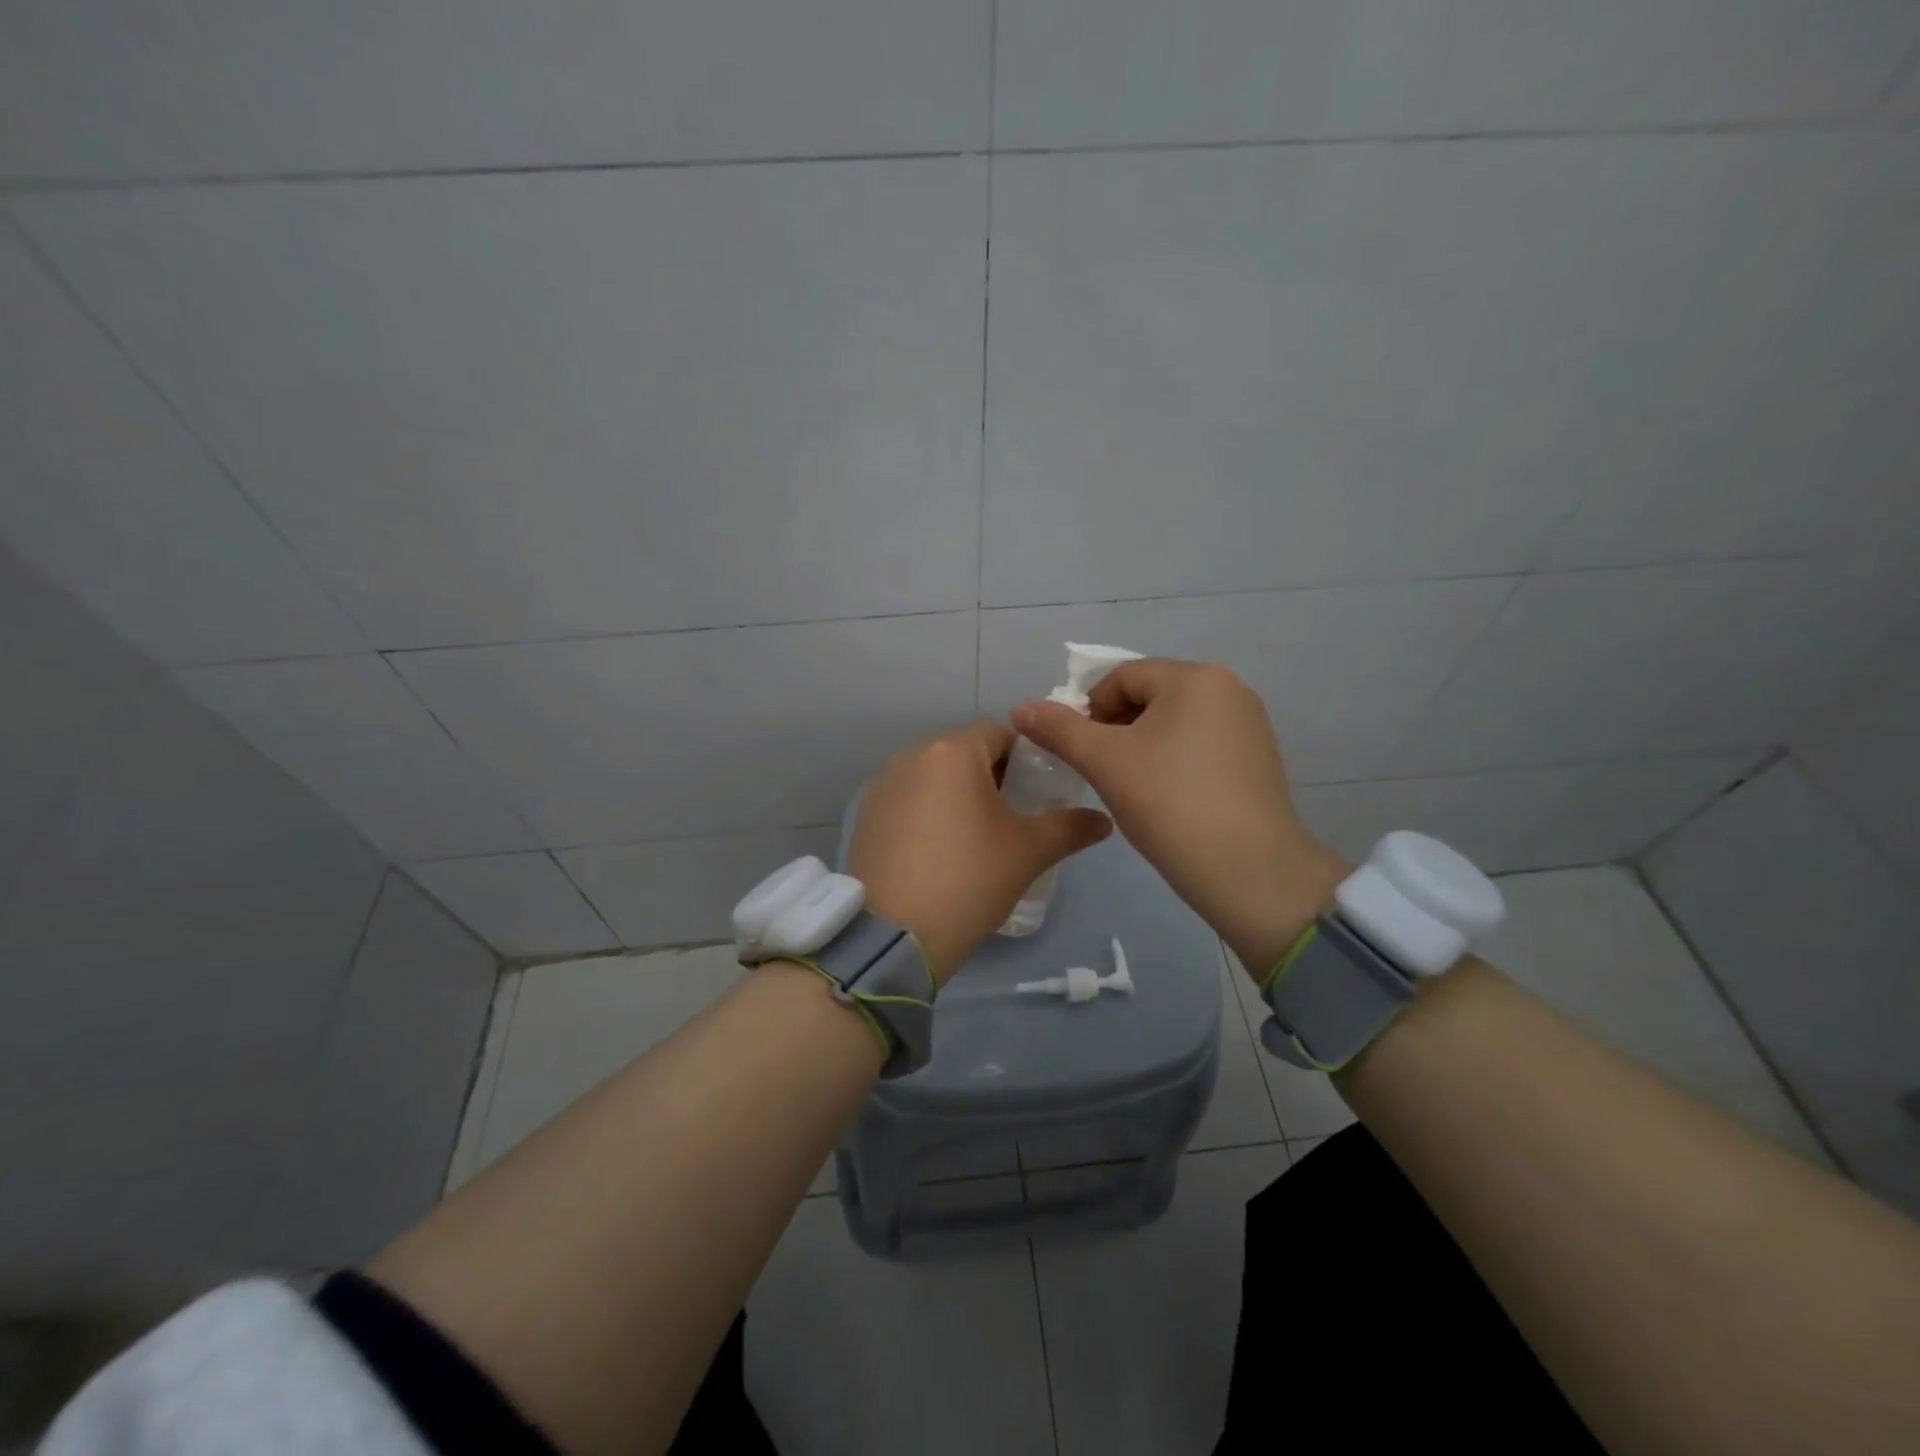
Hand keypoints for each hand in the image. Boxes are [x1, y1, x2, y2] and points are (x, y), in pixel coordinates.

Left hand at [847, 721, 1112, 985]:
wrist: (895, 934)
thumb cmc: (970, 878)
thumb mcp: (1028, 852)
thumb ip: (1070, 827)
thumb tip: (1104, 821)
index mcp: (952, 752)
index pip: (999, 734)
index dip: (1026, 759)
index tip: (1037, 793)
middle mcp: (911, 757)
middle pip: (963, 754)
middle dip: (991, 778)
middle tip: (1012, 819)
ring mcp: (882, 786)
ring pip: (933, 778)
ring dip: (957, 796)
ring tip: (974, 839)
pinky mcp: (865, 816)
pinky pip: (907, 801)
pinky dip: (927, 814)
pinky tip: (937, 853)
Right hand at [1011, 659, 1347, 977]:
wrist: (1249, 871)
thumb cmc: (1170, 803)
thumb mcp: (1104, 762)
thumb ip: (1059, 729)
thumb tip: (1020, 708)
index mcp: (1196, 677)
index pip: (1122, 678)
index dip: (1090, 711)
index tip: (1081, 755)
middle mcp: (1230, 689)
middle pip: (1151, 698)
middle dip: (1117, 730)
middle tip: (1103, 774)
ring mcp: (1250, 726)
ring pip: (1175, 724)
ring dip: (1143, 747)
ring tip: (1134, 790)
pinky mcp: (1260, 760)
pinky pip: (1202, 747)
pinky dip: (1175, 763)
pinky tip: (1169, 800)